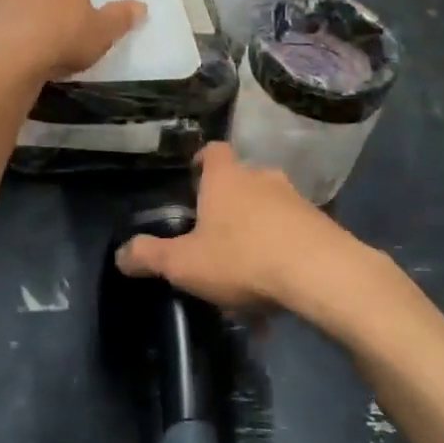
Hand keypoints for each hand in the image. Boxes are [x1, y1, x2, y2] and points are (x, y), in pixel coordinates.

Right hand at [115, 144, 395, 325]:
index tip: (194, 178)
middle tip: (216, 236)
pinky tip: (277, 292)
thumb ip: (150, 256)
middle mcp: (262, 178)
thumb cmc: (243, 258)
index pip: (213, 150)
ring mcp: (296, 200)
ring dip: (258, 233)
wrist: (322, 274)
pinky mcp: (323, 225)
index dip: (202, 161)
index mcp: (226, 178)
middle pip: (242, 182)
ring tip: (247, 275)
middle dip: (230, 205)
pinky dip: (284, 255)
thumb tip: (120, 254)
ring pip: (270, 210)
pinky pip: (294, 235)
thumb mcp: (185, 264)